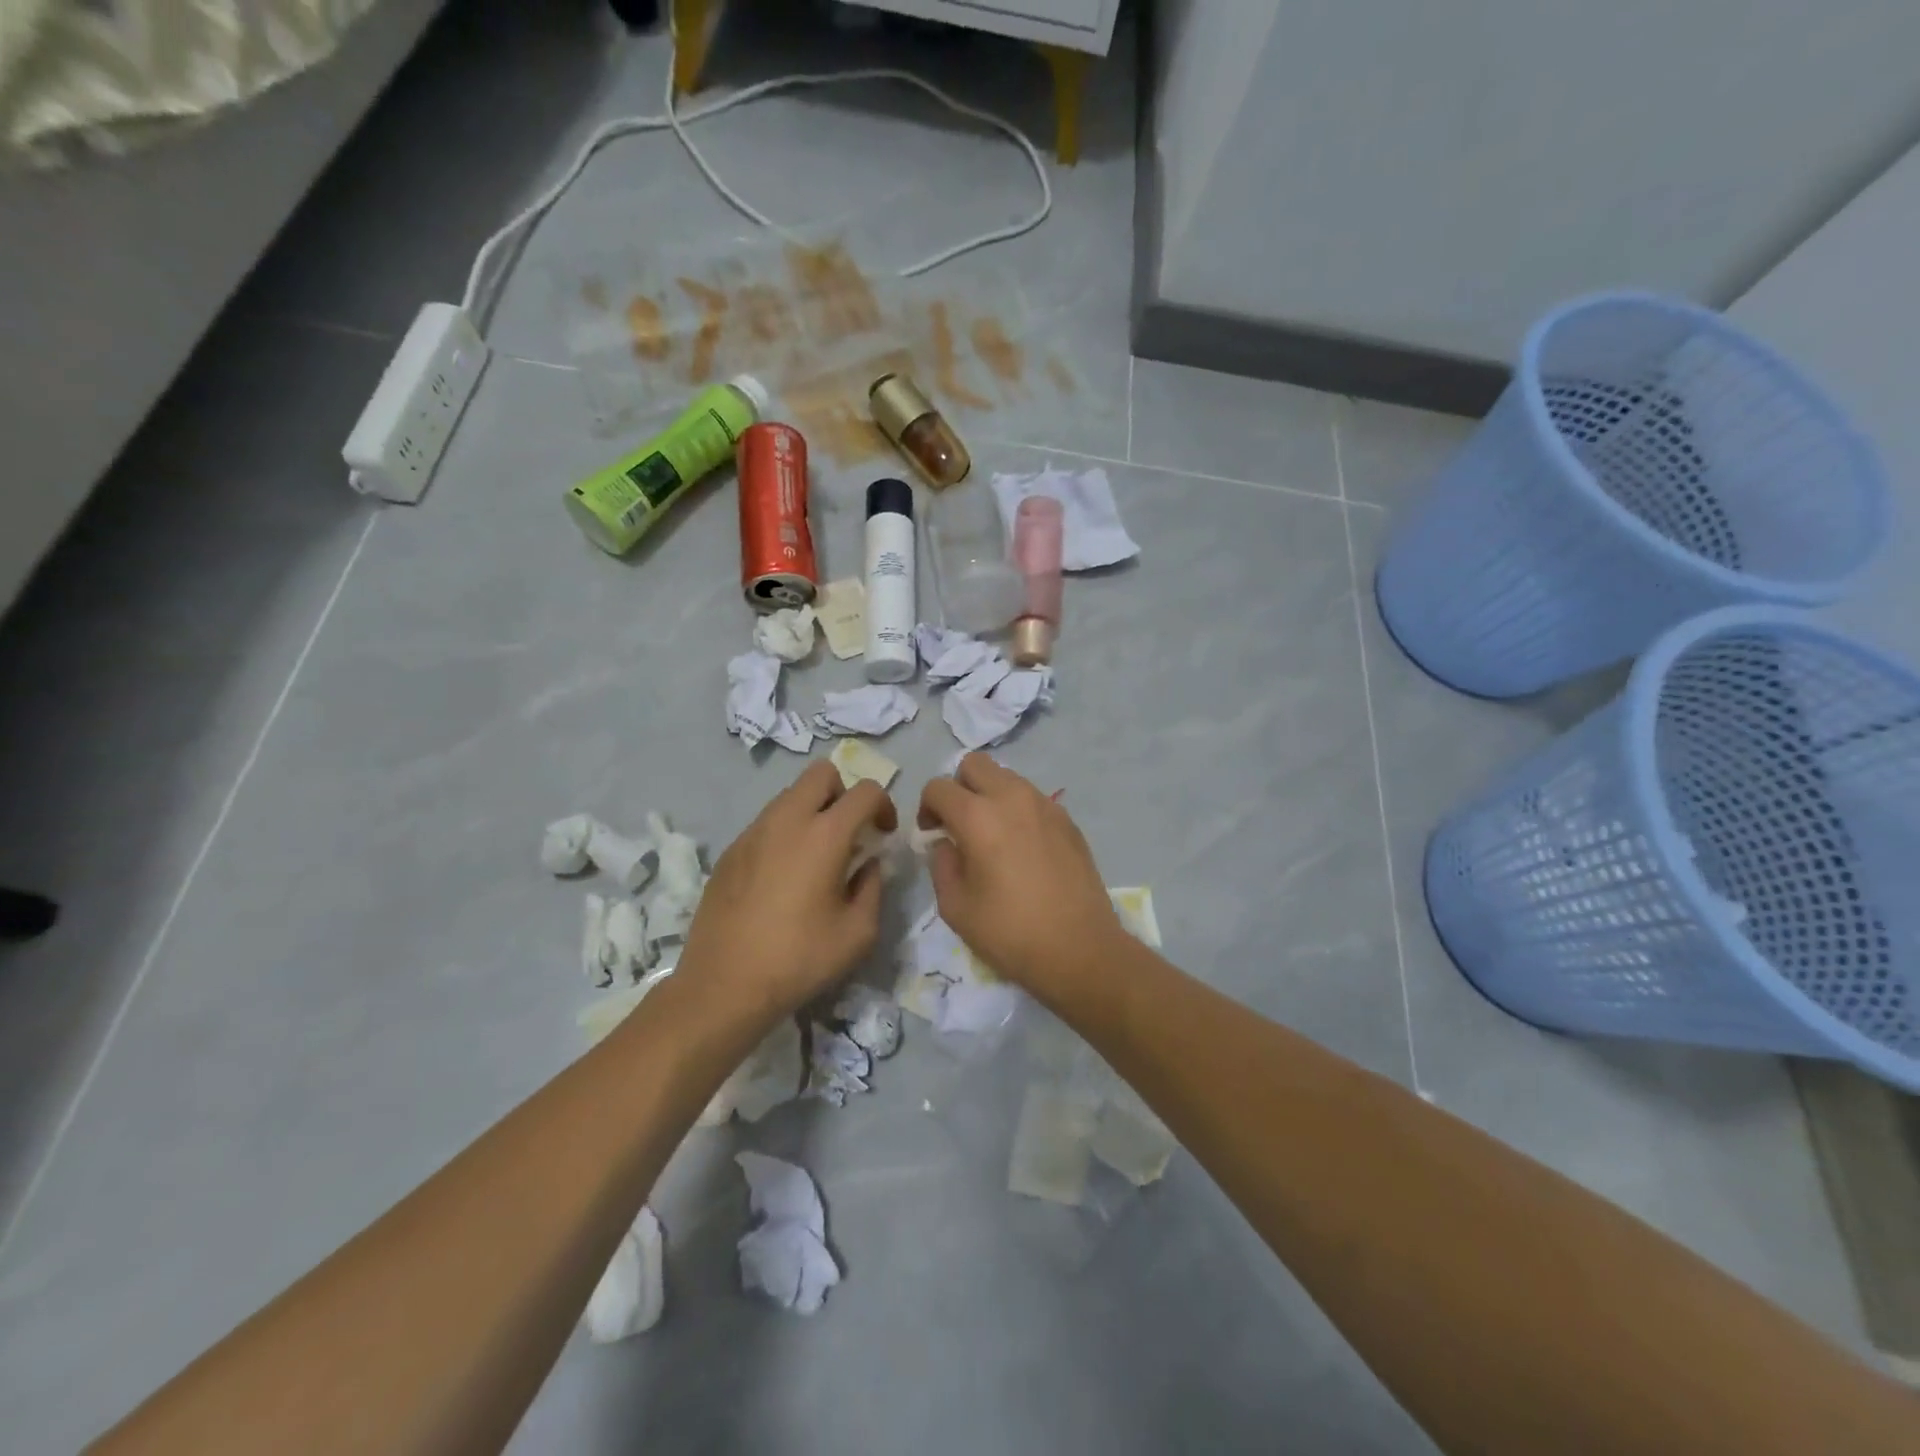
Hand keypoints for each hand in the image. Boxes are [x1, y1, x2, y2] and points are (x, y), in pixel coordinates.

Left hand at [678, 762, 895, 1025]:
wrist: (724, 985)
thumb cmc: (800, 959)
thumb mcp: (859, 932)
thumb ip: (873, 886)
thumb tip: (868, 863)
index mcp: (825, 834)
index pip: (865, 790)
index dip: (884, 805)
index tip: (882, 835)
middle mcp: (787, 820)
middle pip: (821, 773)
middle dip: (844, 793)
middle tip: (848, 833)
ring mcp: (753, 832)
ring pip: (790, 796)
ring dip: (812, 811)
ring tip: (815, 857)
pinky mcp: (730, 851)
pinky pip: (766, 823)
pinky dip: (784, 834)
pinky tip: (782, 878)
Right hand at [918, 755, 1122, 1003]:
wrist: (1080, 949)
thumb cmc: (1010, 932)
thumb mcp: (955, 907)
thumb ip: (941, 864)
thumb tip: (946, 843)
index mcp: (978, 816)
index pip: (938, 787)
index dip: (926, 807)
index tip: (931, 834)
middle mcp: (1012, 797)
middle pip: (975, 764)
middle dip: (959, 787)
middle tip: (959, 823)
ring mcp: (1045, 805)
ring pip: (1007, 777)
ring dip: (990, 795)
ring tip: (992, 836)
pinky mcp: (1068, 820)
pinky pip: (1033, 799)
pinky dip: (1018, 811)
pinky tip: (1022, 849)